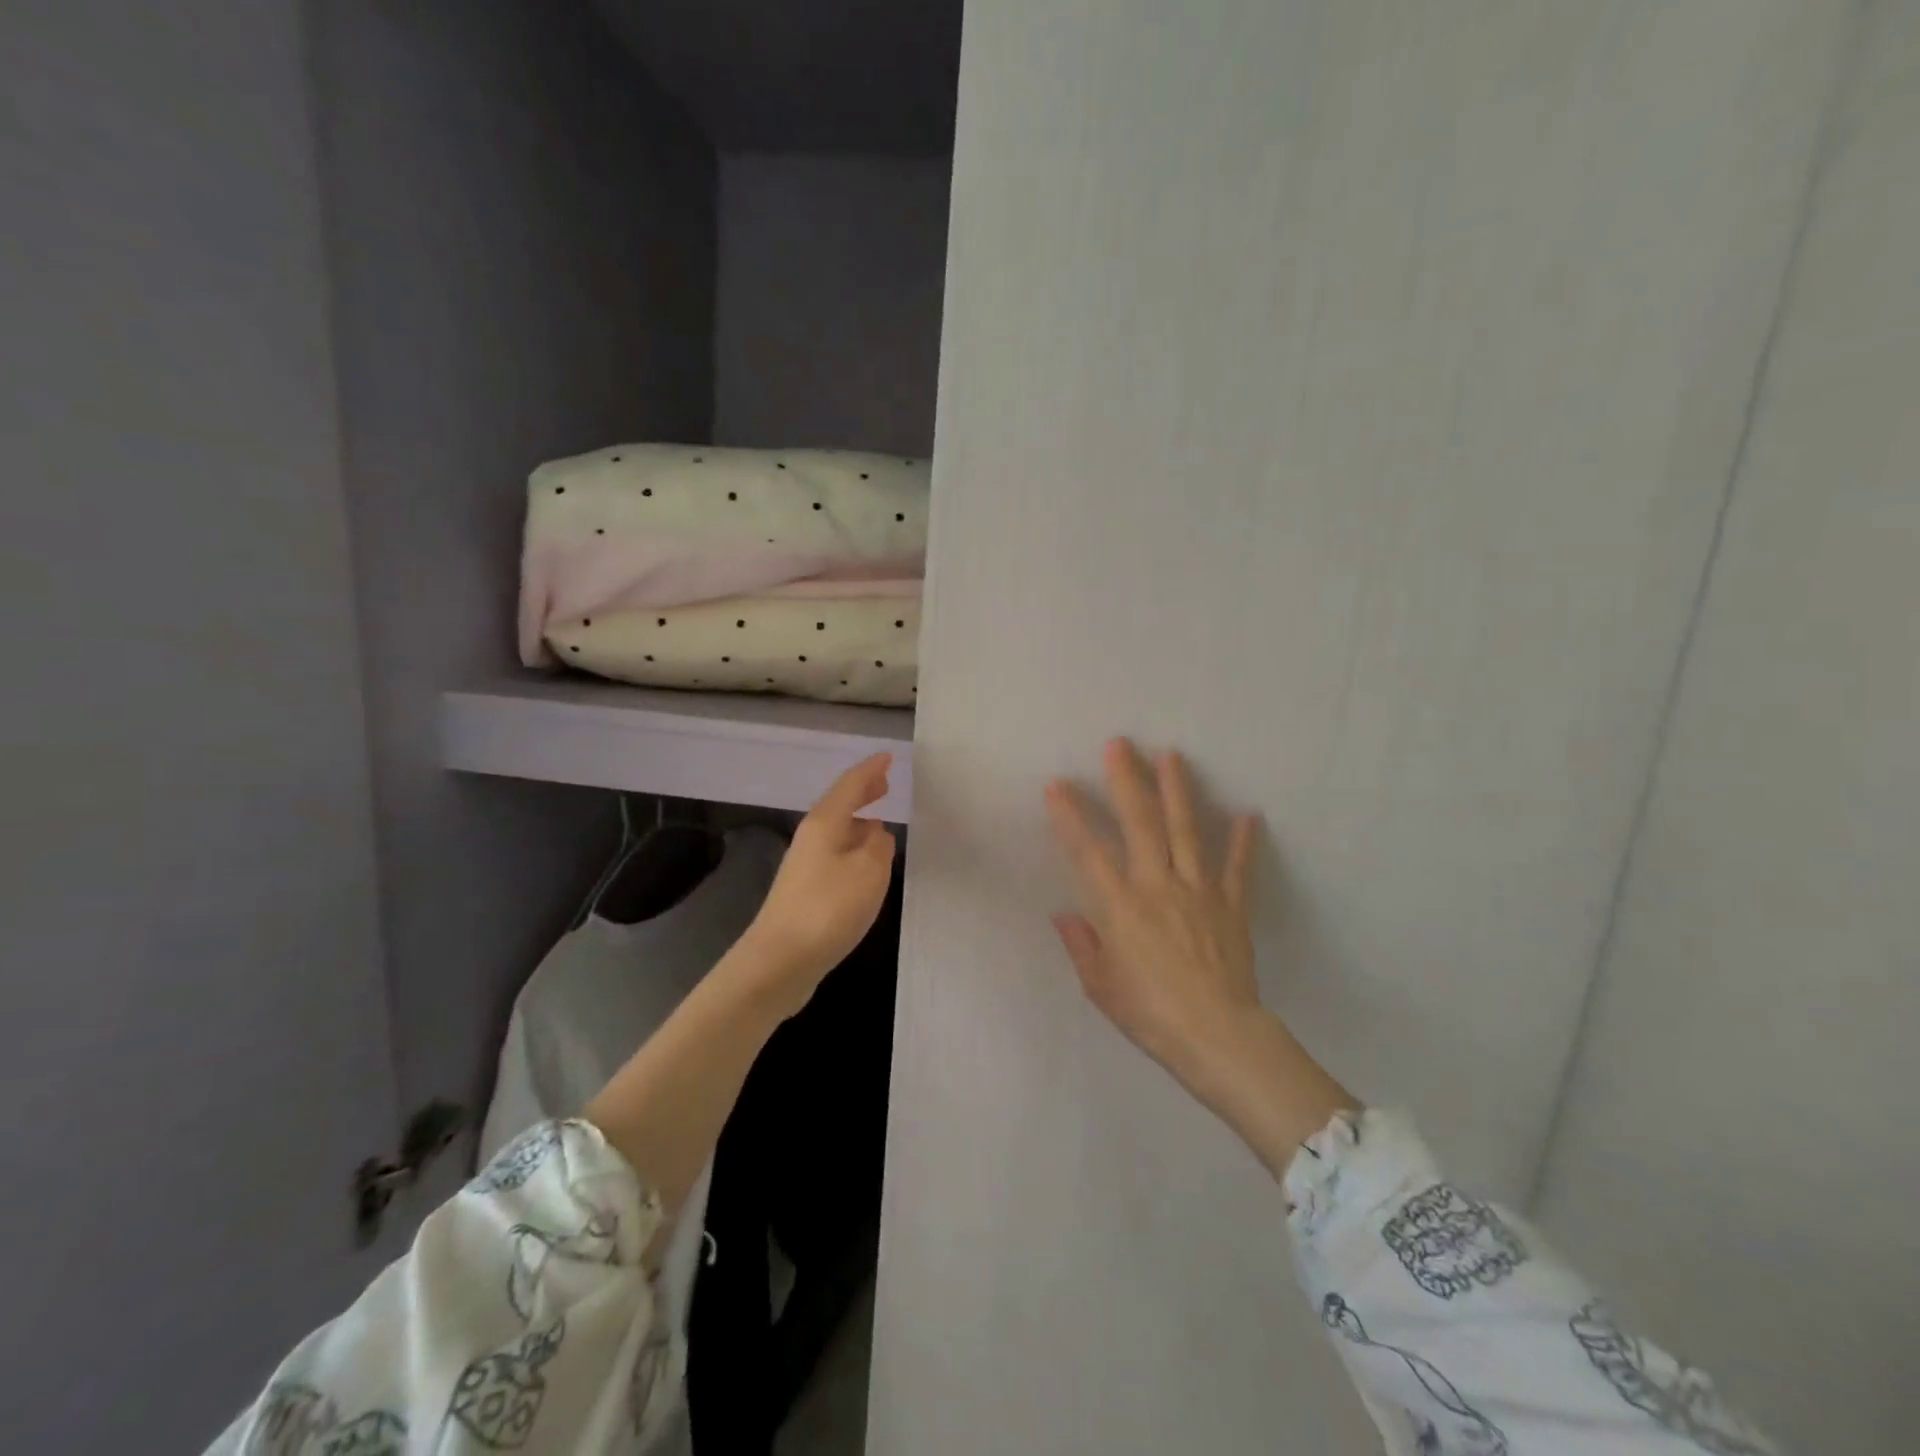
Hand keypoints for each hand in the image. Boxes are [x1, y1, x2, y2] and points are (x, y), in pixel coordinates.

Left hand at [743, 753, 896, 1013]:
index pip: (850, 785)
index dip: (870, 770)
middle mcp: (811, 839)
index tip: (888, 757)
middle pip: (839, 805)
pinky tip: (864, 864)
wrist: (780, 961)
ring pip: (837, 831)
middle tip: (884, 783)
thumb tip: (878, 834)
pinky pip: (835, 855)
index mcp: (824, 824)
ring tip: (880, 821)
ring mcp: (805, 866)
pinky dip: (854, 848)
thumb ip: (880, 847)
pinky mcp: (805, 892)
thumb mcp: (869, 872)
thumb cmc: (828, 909)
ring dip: (859, 822)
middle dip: (862, 792)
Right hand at [1045, 739, 1260, 1088]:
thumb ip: (1082, 945)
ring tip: (1173, 755)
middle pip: (1141, 823)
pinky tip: (1247, 813)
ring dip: (1178, 790)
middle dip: (1128, 780)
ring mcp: (1198, 891)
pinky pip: (1237, 868)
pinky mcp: (1231, 905)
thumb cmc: (1150, 1013)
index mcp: (1121, 906)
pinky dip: (1243, 841)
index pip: (1088, 850)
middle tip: (1120, 744)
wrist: (1217, 1036)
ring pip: (1187, 830)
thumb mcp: (1101, 986)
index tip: (1057, 784)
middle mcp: (1158, 885)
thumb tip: (1063, 914)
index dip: (1070, 815)